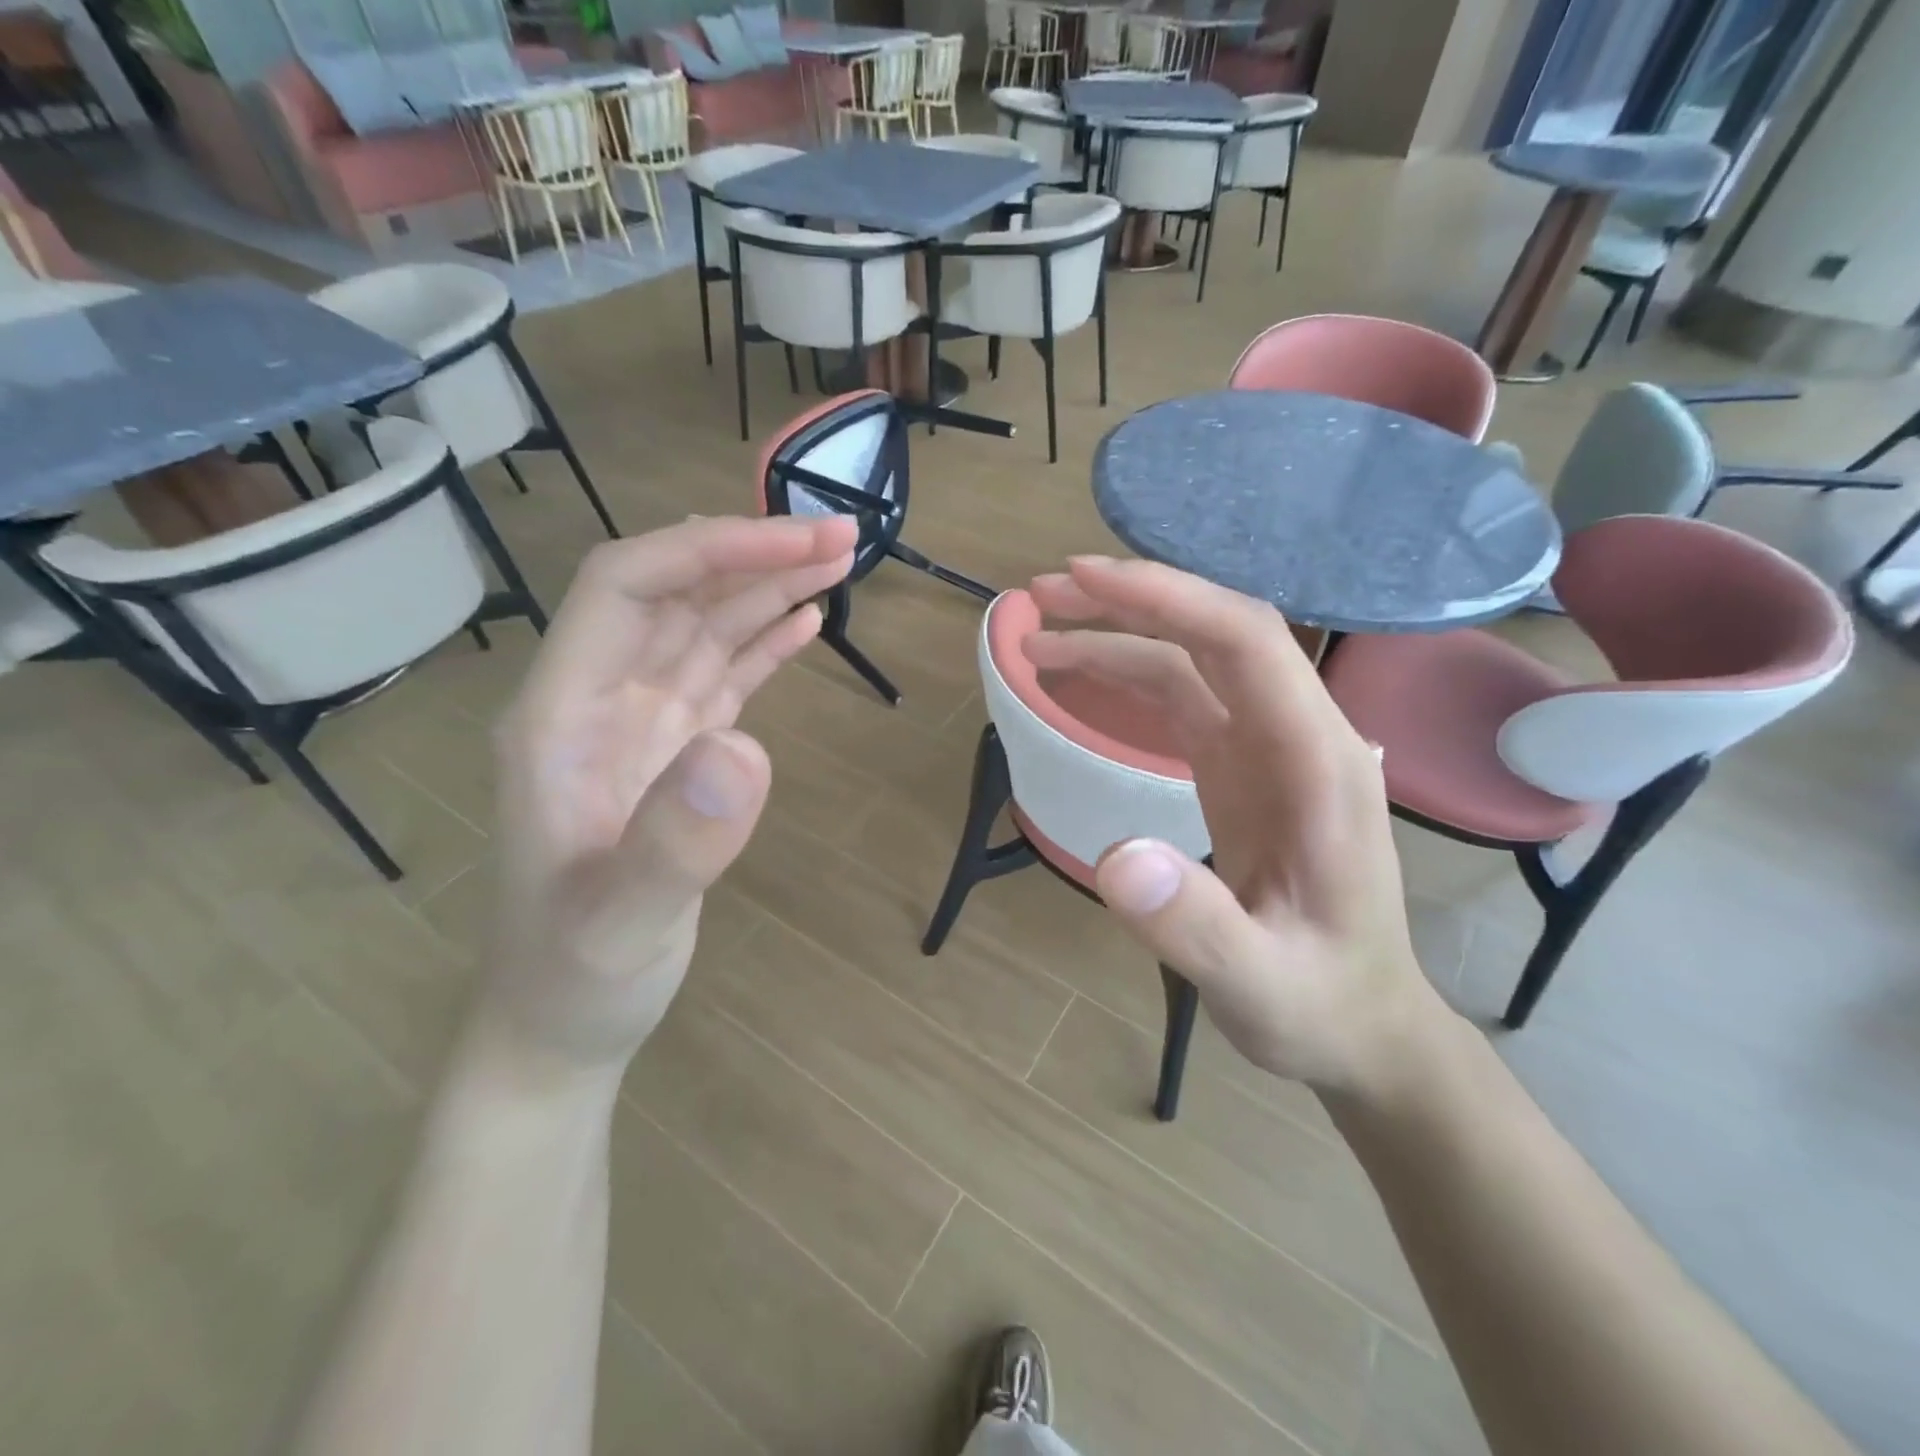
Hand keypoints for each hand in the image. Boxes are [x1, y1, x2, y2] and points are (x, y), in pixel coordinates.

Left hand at [476, 515, 856, 1086]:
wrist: (563, 1024)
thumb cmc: (578, 977)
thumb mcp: (622, 923)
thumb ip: (675, 841)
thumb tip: (747, 749)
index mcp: (562, 715)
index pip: (625, 587)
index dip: (708, 552)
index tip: (796, 544)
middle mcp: (596, 702)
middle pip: (672, 595)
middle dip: (753, 556)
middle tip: (842, 537)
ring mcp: (637, 727)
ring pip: (702, 630)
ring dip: (765, 590)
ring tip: (837, 562)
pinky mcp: (674, 755)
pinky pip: (720, 678)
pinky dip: (762, 643)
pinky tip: (803, 622)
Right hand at [1025, 556, 1448, 1098]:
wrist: (1359, 1025)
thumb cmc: (1319, 1005)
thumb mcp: (1259, 985)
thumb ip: (1196, 925)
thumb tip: (1114, 858)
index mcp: (1319, 764)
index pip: (1246, 643)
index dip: (1166, 599)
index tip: (1084, 582)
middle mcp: (1298, 736)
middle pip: (1216, 633)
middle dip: (1131, 601)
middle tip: (1043, 594)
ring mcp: (1268, 749)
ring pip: (1193, 660)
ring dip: (1119, 635)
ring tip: (1039, 637)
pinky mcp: (1241, 768)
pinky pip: (1183, 699)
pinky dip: (1128, 676)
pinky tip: (1081, 678)